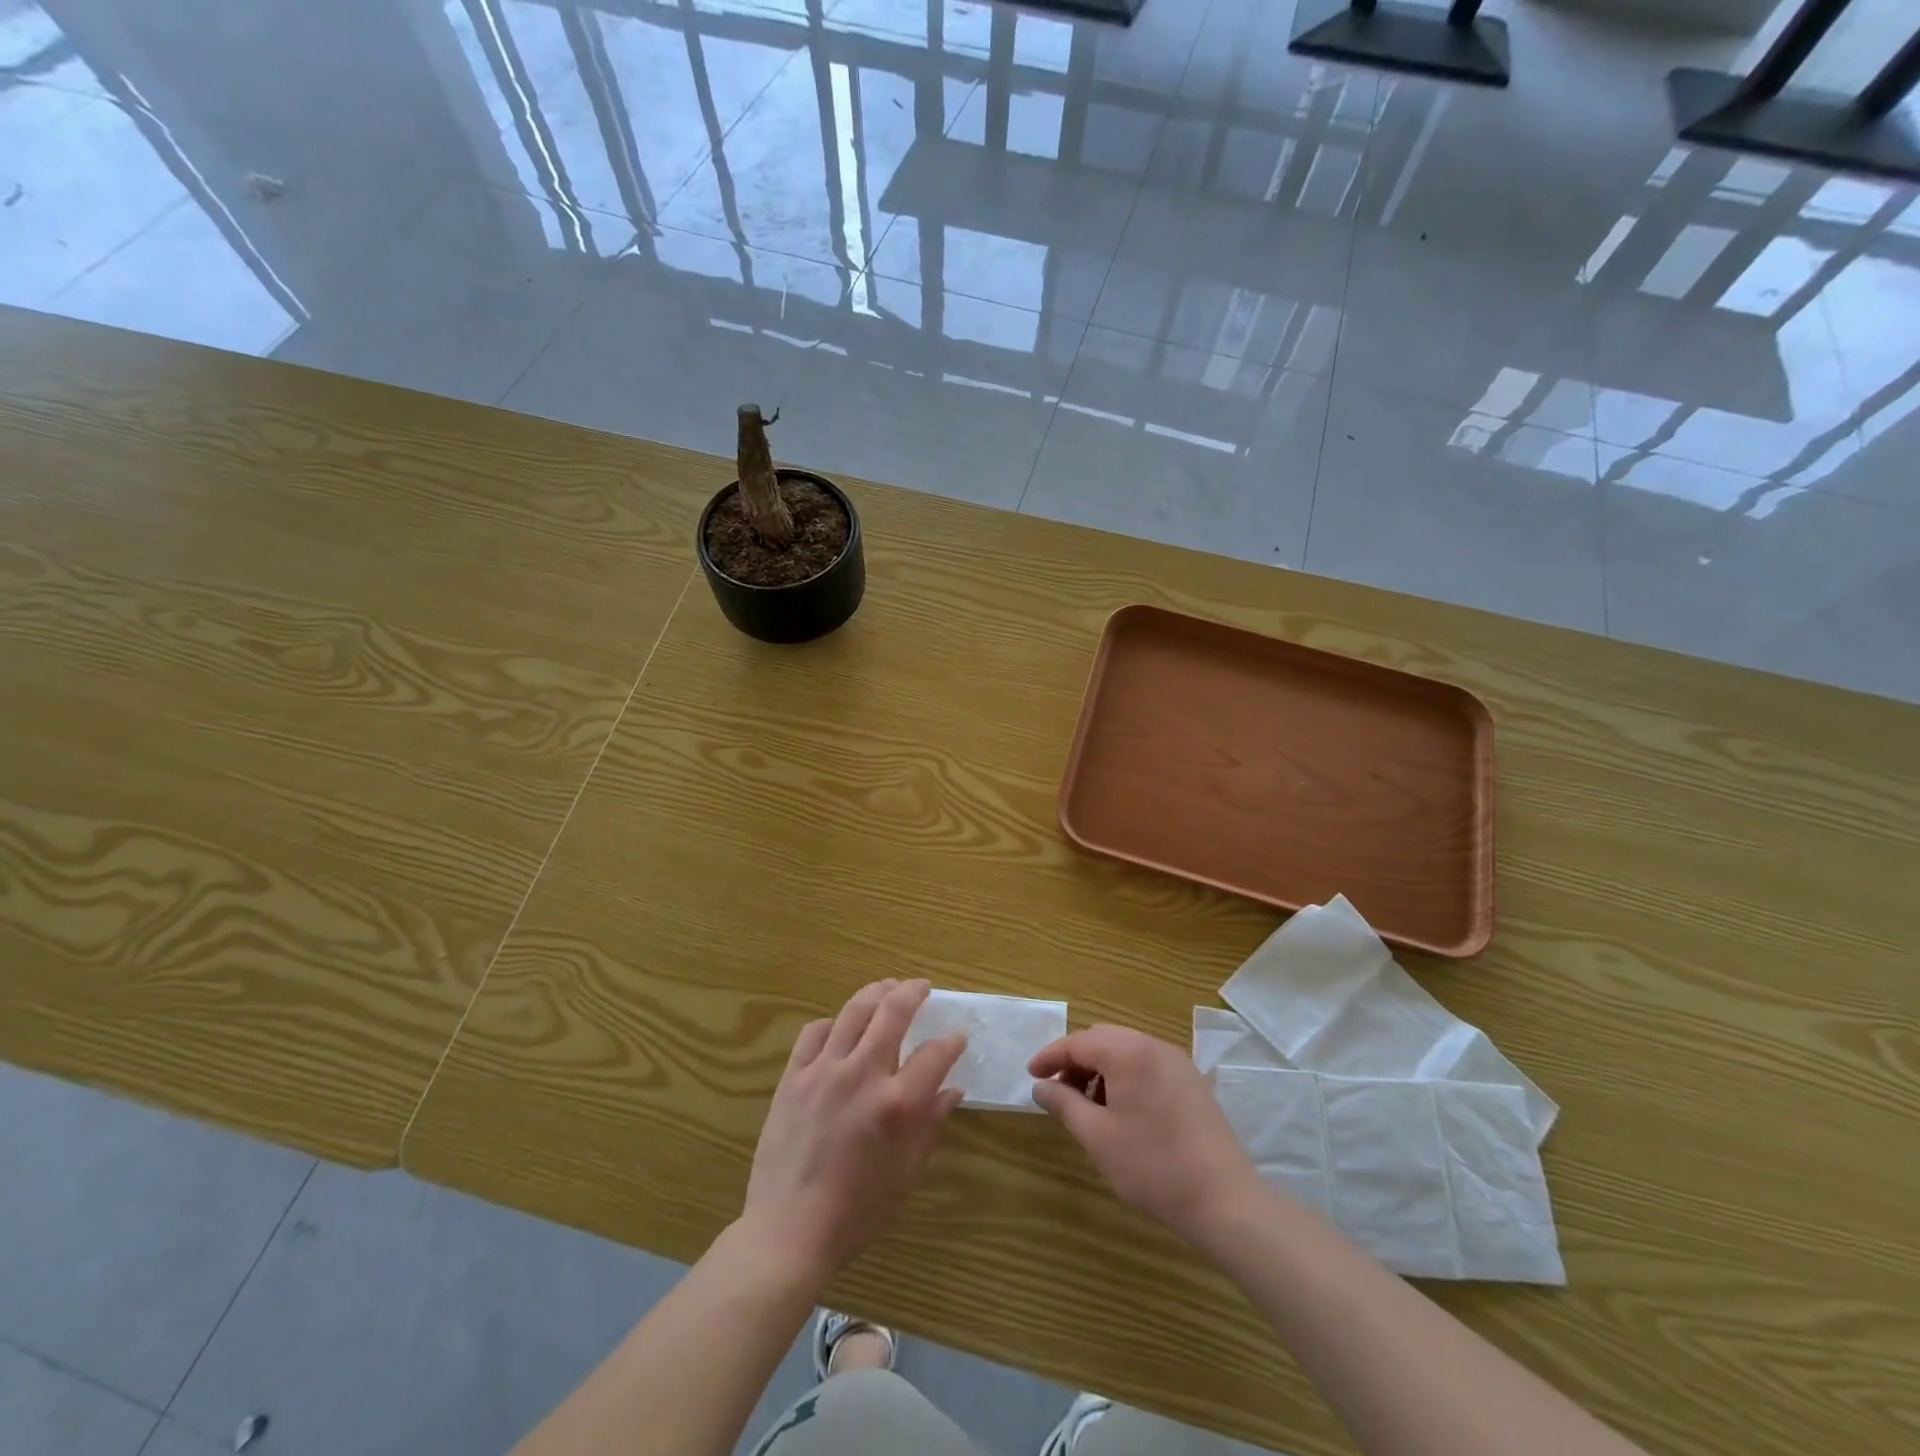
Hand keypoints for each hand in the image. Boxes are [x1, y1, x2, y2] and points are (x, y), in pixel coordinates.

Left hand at [743, 979, 966, 1280]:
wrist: (789, 1231)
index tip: (958, 1036)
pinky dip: (833, 1022)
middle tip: (921, 987)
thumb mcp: (907, 1173)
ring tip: (888, 987)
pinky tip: (840, 1027)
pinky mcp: (793, 1077)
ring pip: (853, 1011)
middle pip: (892, 1012)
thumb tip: (953, 1090)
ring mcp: (824, 1071)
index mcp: (897, 1103)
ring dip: (876, 992)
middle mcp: (862, 1074)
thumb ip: (931, 1124)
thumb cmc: (857, 1211)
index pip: (935, 1054)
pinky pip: (814, 1032)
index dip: (951, 1041)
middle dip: (912, 992)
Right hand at [1029, 1026, 1262, 1246]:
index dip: (1051, 1056)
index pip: (1078, 1042)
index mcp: (1128, 1053)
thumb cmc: (1153, 1167)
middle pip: (1103, 1039)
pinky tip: (1121, 1110)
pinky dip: (1125, 1075)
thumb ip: (1064, 1104)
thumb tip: (1040, 1086)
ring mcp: (1176, 1062)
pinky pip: (1147, 1063)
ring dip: (1100, 1068)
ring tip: (1088, 1106)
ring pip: (1126, 1050)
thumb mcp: (1098, 1137)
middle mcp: (1153, 1046)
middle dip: (1076, 1060)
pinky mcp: (1191, 1081)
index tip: (1031, 1075)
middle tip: (1058, 1091)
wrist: (1224, 1200)